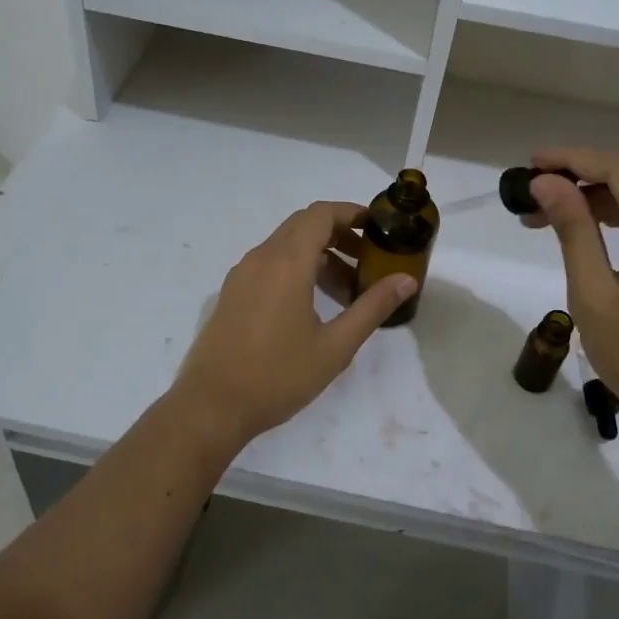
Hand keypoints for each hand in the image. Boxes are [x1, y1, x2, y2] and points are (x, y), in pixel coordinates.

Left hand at [170, 202, 416, 450]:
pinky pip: (269, 264)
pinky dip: (296, 268)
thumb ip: (372, 307)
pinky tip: (311, 304)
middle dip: (339, 234)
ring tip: (346, 289)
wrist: (212, 406)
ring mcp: (242, 274)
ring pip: (285, 245)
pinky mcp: (232, 293)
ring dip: (318, 254)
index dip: (351, 213)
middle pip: (303, 225)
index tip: (377, 227)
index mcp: (287, 262)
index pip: (321, 214)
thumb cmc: (278, 375)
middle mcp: (261, 258)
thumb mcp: (335, 346)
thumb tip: (406, 279)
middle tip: (368, 259)